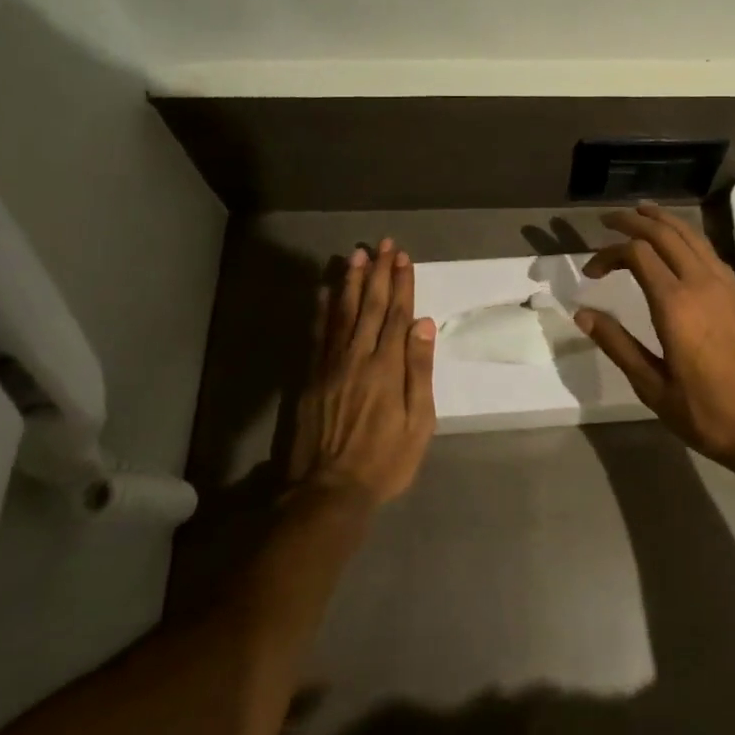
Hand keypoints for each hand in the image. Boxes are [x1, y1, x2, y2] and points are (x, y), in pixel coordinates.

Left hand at [289, 239, 437, 506]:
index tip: (403, 258)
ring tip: (357, 256)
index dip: (401, 284)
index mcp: (387, 367)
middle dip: (378, 273)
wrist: (329, 490)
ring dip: (351, 282)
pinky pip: (318, 334)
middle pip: (370, 306)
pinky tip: (324, 291)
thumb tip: (423, 324)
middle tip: (383, 245)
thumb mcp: (418, 422)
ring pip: (342, 313)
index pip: (397, 315)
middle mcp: (358, 357)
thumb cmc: (385, 460)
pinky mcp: (311, 376)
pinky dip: (322, 309)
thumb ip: (419, 371)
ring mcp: (330, 365)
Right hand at [574, 204, 734, 473]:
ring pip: (691, 235)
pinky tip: (678, 245)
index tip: (590, 272)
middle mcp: (701, 283)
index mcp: (675, 304)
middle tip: (608, 220)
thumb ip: (618, 345)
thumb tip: (583, 314)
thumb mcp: (653, 387)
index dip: (608, 254)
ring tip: (641, 213)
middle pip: (664, 233)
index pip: (636, 253)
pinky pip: (708, 250)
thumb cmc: (708, 413)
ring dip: (663, 220)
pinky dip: (686, 236)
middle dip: (633, 221)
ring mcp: (726, 285)